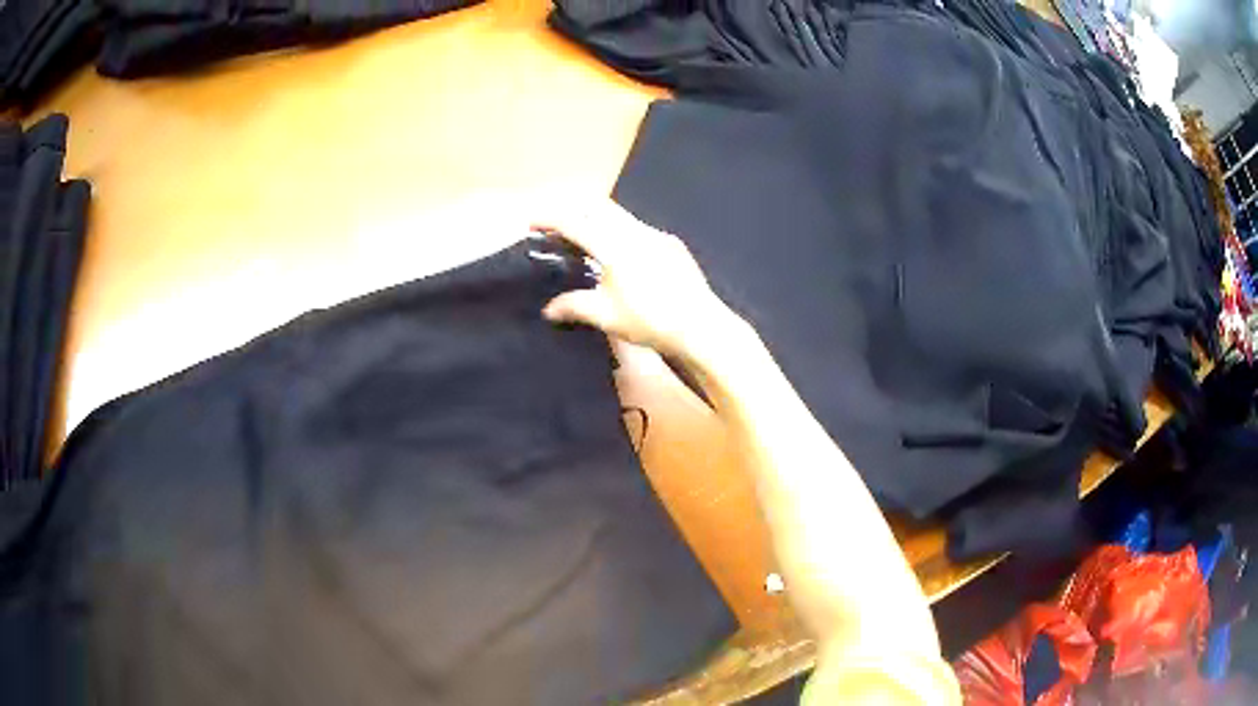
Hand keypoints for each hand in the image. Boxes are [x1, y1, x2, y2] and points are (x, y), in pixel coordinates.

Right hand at [533, 201, 741, 360]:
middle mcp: (635, 231)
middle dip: (571, 210)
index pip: (574, 222)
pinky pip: (637, 227)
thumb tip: (548, 310)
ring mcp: (656, 235)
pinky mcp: (671, 245)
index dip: (549, 219)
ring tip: (581, 238)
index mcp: (614, 245)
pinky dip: (617, 230)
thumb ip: (574, 306)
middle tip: (553, 224)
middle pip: (596, 206)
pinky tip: (617, 253)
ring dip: (594, 219)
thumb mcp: (606, 315)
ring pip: (618, 215)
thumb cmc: (650, 320)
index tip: (531, 222)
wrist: (701, 325)